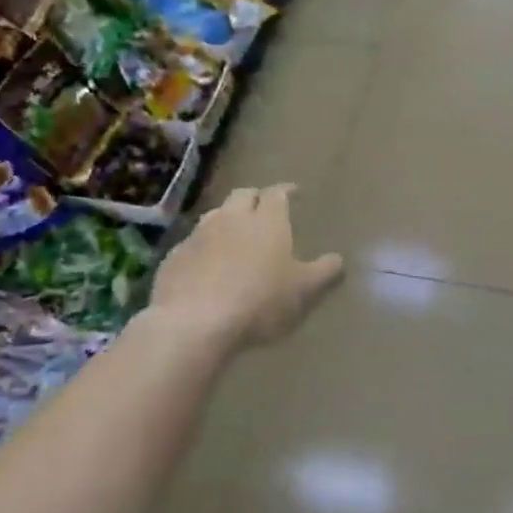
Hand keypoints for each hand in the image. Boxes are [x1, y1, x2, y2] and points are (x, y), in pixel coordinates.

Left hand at [151, 185, 344, 349]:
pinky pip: (193, 242)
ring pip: (215, 215)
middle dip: (255, 198)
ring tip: (235, 233)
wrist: (195, 322)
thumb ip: (324, 272)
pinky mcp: (174, 256)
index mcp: (267, 221)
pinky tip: (207, 264)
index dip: (286, 191)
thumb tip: (338, 259)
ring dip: (227, 219)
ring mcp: (198, 235)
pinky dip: (204, 246)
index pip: (277, 193)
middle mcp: (232, 218)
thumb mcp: (304, 291)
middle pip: (243, 195)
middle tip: (264, 208)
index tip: (294, 192)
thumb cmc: (260, 302)